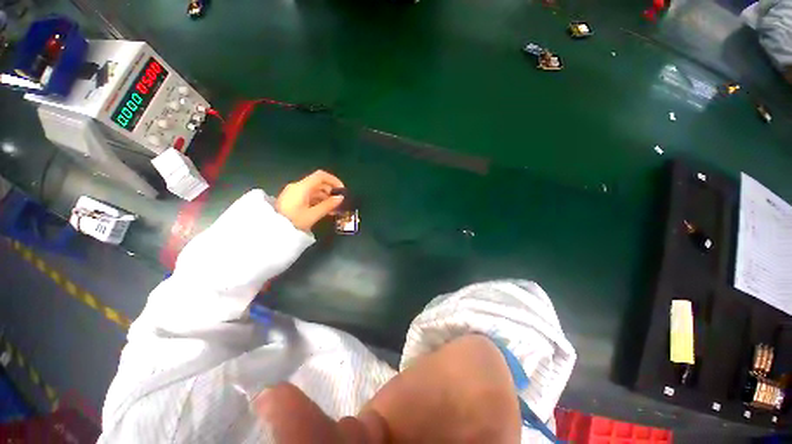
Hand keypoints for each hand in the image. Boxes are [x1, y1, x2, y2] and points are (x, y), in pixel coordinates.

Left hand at [276, 170, 344, 231]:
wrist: (271, 230)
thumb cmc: (293, 221)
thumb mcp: (313, 215)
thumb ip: (328, 205)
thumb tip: (341, 198)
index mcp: (302, 187)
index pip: (321, 176)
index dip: (334, 180)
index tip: (342, 190)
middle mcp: (298, 186)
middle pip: (318, 183)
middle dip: (331, 191)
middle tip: (339, 202)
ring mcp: (294, 193)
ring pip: (314, 190)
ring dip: (325, 197)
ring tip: (333, 209)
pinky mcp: (292, 199)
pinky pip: (308, 196)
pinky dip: (318, 201)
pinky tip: (324, 210)